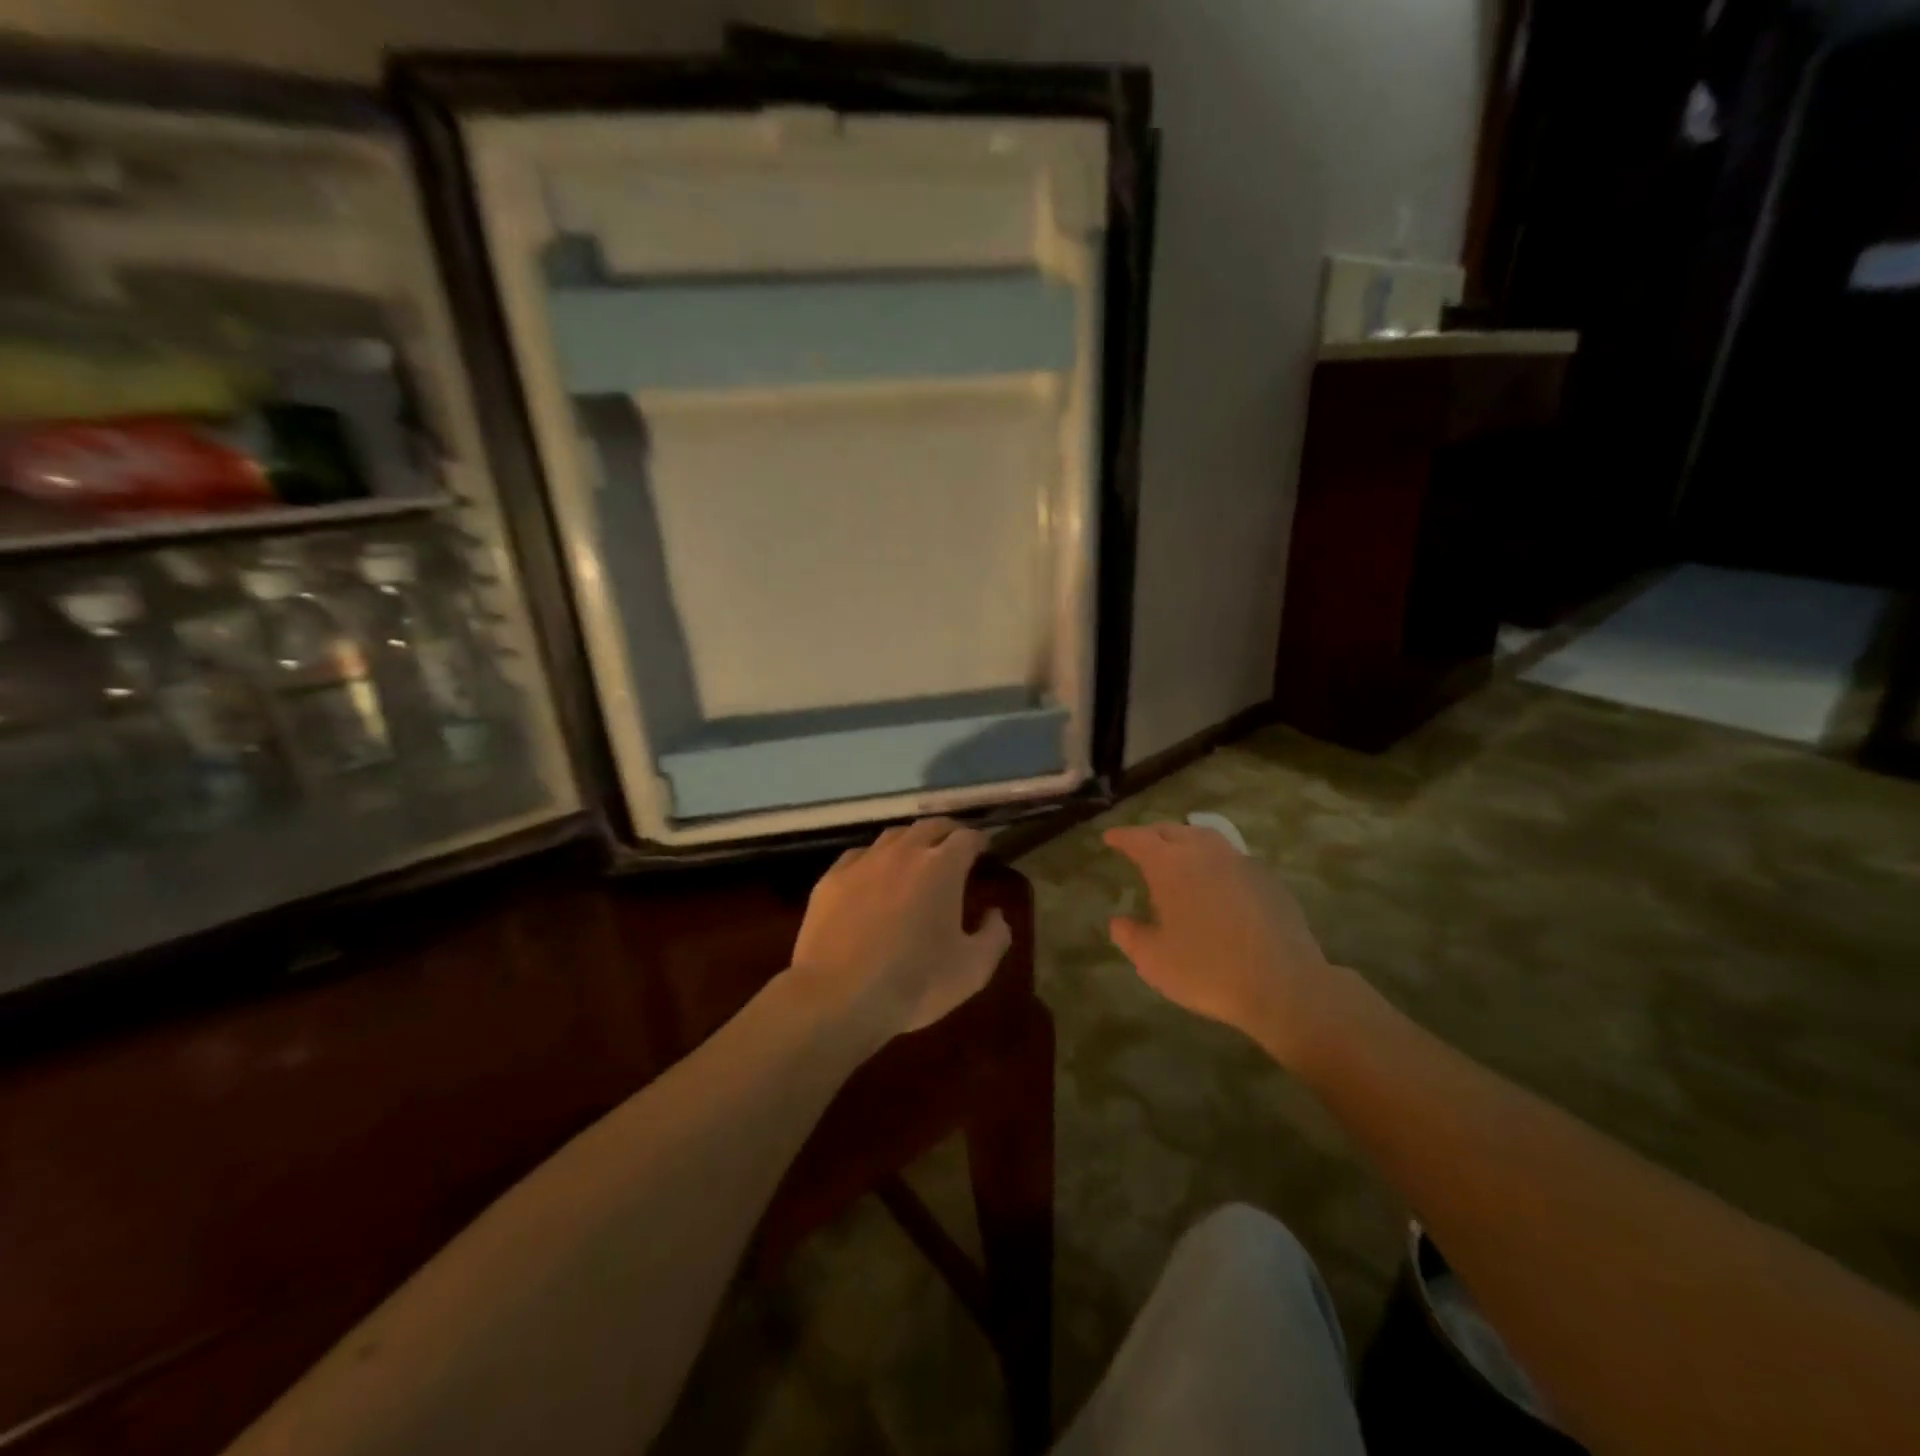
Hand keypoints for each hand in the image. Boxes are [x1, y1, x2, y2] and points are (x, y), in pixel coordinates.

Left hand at [789, 817, 1011, 1045]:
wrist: (838, 997)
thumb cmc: (915, 982)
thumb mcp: (973, 969)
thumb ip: (994, 935)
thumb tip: (995, 913)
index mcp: (942, 867)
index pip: (967, 837)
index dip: (979, 841)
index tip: (984, 853)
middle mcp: (903, 852)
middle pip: (931, 826)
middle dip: (947, 833)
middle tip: (955, 850)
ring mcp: (863, 862)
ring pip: (893, 836)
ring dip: (911, 842)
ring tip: (915, 860)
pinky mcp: (831, 878)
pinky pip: (859, 856)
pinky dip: (874, 860)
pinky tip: (873, 878)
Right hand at [1104, 824, 1340, 1064]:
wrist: (1283, 985)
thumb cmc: (1207, 970)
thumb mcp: (1153, 960)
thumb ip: (1130, 935)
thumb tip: (1119, 921)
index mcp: (1171, 865)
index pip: (1139, 840)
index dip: (1122, 837)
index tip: (1110, 837)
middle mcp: (1204, 853)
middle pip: (1173, 831)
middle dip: (1152, 834)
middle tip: (1140, 843)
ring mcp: (1240, 863)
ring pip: (1206, 838)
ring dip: (1185, 839)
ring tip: (1177, 853)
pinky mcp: (1267, 880)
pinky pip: (1232, 858)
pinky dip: (1214, 859)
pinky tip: (1215, 879)